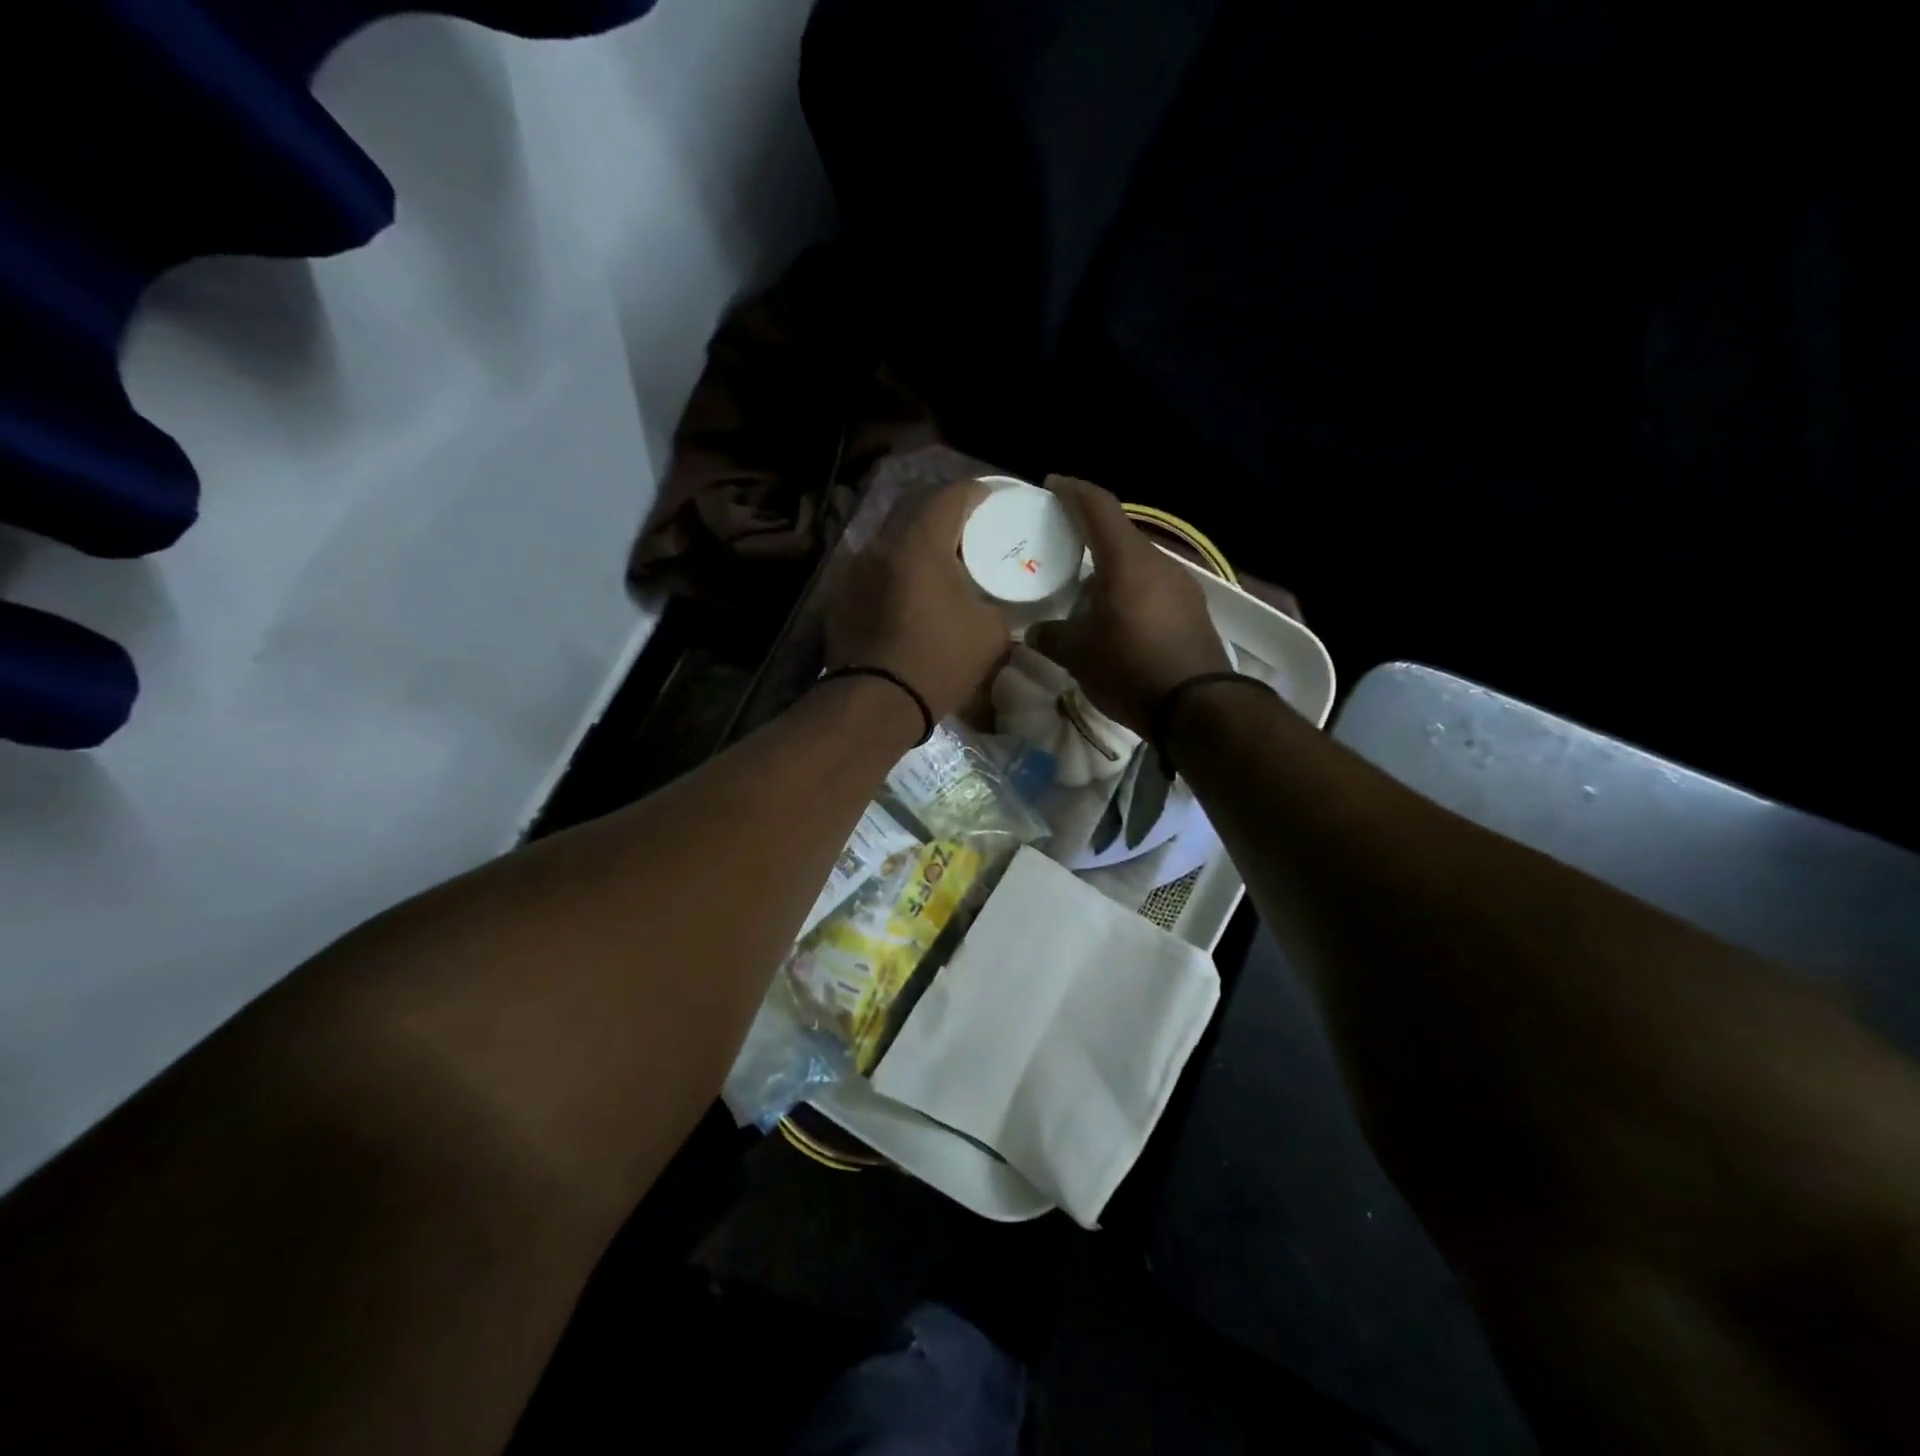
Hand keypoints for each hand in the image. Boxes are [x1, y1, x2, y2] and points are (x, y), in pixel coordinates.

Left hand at [825, 479, 1012, 723]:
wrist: (875, 704)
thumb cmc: (938, 662)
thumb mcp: (991, 632)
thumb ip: (998, 603)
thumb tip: (996, 600)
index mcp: (920, 542)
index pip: (951, 494)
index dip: (978, 492)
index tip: (995, 503)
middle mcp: (881, 544)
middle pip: (915, 508)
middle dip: (945, 512)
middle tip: (970, 531)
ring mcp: (854, 569)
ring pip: (891, 537)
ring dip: (917, 541)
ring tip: (940, 563)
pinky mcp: (840, 596)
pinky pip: (875, 567)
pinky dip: (897, 569)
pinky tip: (910, 593)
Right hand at [1027, 476, 1229, 735]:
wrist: (1199, 709)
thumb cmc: (1131, 670)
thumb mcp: (1078, 655)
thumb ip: (1051, 636)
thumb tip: (1034, 631)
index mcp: (1127, 562)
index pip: (1098, 507)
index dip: (1072, 491)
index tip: (1051, 485)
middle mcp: (1159, 563)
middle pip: (1119, 535)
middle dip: (1088, 535)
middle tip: (1060, 545)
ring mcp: (1182, 586)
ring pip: (1137, 564)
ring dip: (1110, 569)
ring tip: (1084, 590)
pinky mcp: (1193, 610)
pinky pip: (1153, 587)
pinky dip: (1129, 590)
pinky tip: (1116, 617)